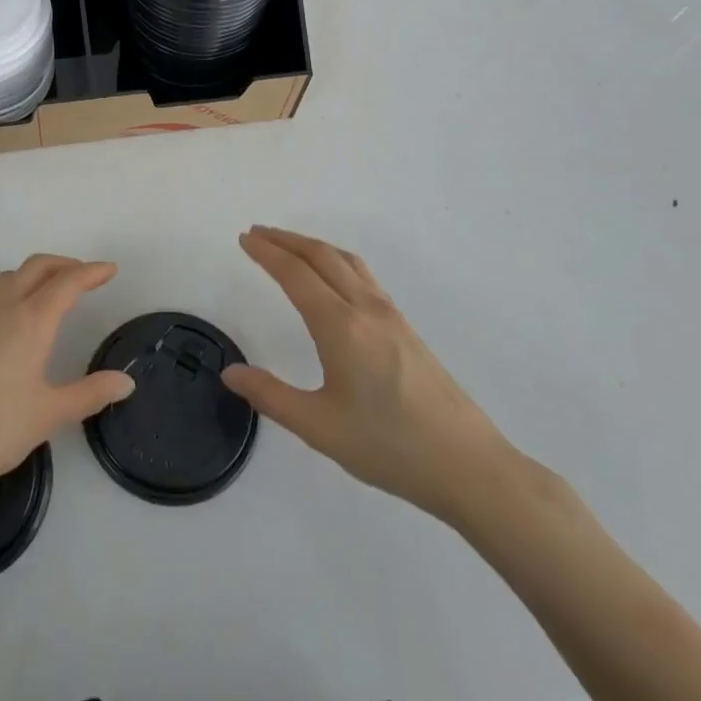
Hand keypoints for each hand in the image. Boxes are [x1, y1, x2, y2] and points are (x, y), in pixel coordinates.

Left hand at [0, 255, 134, 512]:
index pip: (67, 282)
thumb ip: (90, 394)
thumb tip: (126, 382)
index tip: (110, 269)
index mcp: (31, 321)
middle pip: (37, 267)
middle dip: (65, 264)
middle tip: (86, 276)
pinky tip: (15, 321)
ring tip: (53, 292)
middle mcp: (3, 307)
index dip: (91, 272)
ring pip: (11, 277)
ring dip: (37, 274)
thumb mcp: (48, 414)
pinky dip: (14, 290)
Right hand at [222, 226, 521, 527]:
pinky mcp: (407, 329)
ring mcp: (391, 316)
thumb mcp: (320, 428)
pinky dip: (337, 261)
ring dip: (313, 246)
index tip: (244, 239)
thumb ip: (271, 396)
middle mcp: (366, 309)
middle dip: (286, 240)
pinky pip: (364, 276)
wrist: (469, 466)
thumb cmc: (390, 446)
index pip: (295, 274)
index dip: (266, 253)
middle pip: (322, 256)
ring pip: (347, 262)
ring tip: (289, 247)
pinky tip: (334, 279)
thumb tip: (230, 372)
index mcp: (341, 326)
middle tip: (257, 233)